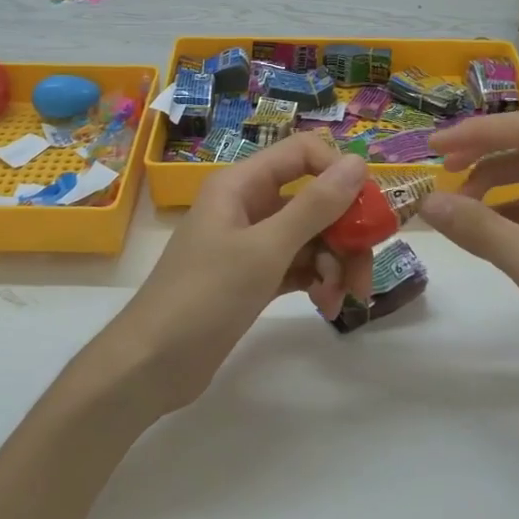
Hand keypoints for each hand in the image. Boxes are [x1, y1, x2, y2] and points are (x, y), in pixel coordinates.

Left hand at [99, 134, 373, 416]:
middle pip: (314, 199)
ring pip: (311, 236)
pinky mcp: (254, 276)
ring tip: (342, 299)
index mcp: (242, 184)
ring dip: (334, 263)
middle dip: (344, 232)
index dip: (339, 174)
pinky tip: (327, 306)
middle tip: (363, 272)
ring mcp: (251, 242)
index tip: (367, 211)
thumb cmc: (205, 296)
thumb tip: (358, 162)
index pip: (304, 153)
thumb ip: (315, 205)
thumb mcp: (265, 249)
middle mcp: (248, 205)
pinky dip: (317, 281)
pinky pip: (299, 265)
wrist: (151, 365)